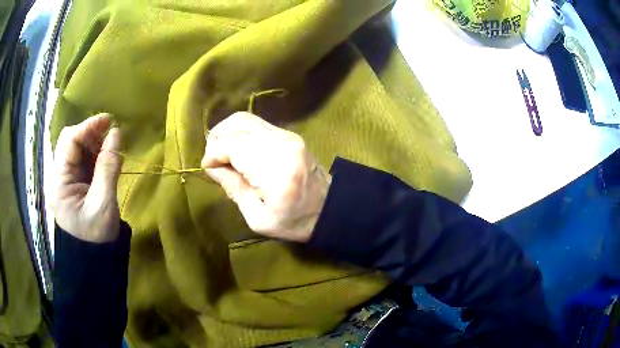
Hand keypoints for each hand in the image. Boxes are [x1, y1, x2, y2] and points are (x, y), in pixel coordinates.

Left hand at [50, 114, 122, 242]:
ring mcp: (64, 178)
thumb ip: (108, 167)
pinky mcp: (72, 181)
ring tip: (110, 147)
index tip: (108, 120)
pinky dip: (95, 153)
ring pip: (76, 148)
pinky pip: (82, 158)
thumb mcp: (104, 204)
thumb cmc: (97, 236)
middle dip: (90, 134)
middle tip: (110, 133)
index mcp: (58, 184)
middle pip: (70, 142)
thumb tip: (116, 133)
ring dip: (93, 142)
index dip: (87, 127)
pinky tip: (105, 157)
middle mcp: (57, 177)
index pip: (68, 143)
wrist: (95, 256)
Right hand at [201, 112, 330, 242]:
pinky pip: (257, 124)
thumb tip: (211, 167)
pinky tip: (236, 150)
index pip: (233, 145)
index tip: (207, 167)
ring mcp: (288, 135)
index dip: (214, 153)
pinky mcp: (290, 135)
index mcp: (275, 170)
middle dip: (217, 137)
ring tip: (221, 153)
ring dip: (227, 132)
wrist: (330, 208)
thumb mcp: (258, 219)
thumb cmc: (294, 221)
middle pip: (239, 124)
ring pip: (247, 119)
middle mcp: (282, 144)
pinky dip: (240, 133)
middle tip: (212, 158)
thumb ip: (233, 189)